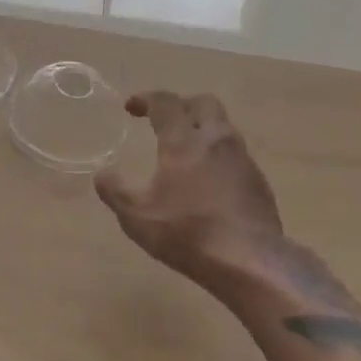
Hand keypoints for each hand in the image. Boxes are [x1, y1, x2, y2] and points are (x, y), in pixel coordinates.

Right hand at [93, 92, 283, 285]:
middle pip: (203, 103)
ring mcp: (242, 159)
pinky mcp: (259, 181)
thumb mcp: (137, 218)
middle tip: (164, 121)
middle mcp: (215, 140)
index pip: (165, 102)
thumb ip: (115, 193)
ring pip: (223, 126)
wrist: (251, 262)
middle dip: (181, 105)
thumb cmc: (188, 233)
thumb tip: (102, 175)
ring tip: (186, 150)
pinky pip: (236, 154)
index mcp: (183, 140)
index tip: (131, 107)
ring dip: (203, 128)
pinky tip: (209, 180)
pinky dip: (219, 155)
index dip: (146, 99)